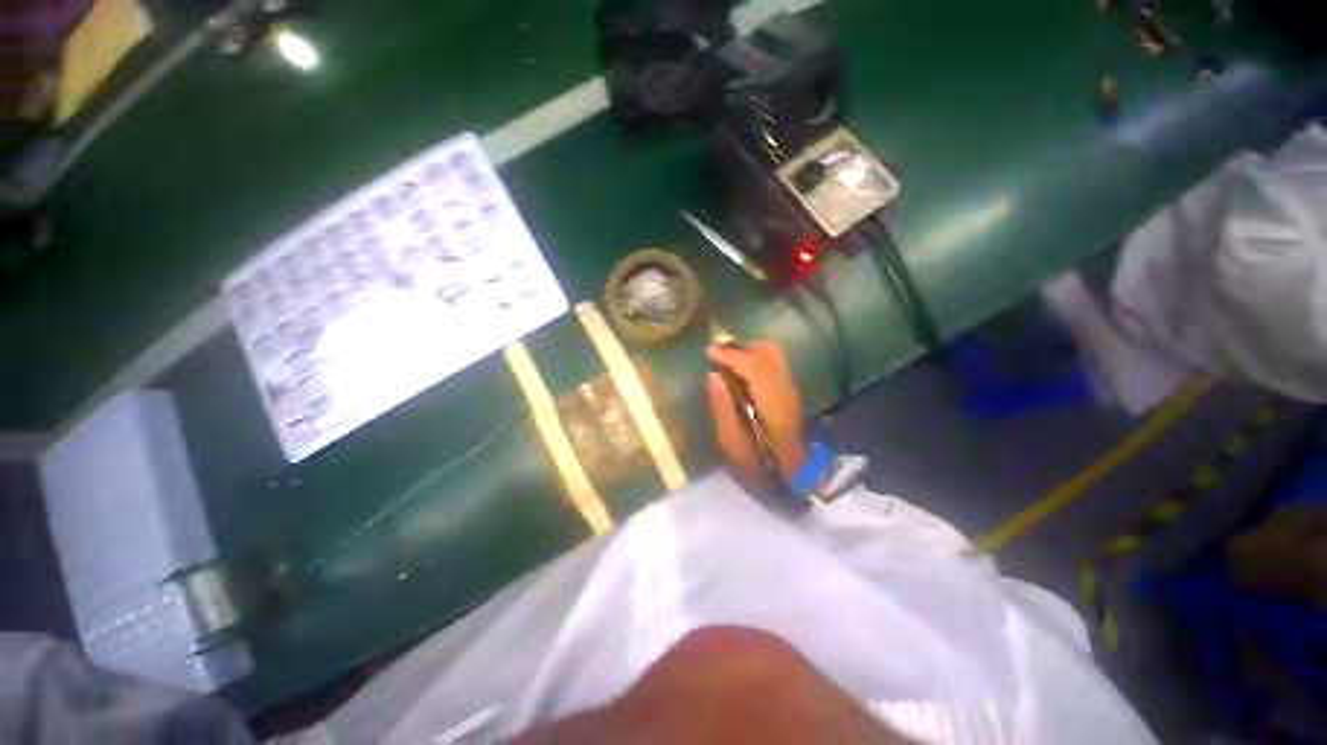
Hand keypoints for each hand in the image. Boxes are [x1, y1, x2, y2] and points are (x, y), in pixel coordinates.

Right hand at [705, 341, 806, 489]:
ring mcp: (791, 390)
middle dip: (739, 347)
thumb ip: (721, 408)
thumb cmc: (758, 468)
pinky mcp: (790, 392)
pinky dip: (754, 358)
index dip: (731, 354)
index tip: (708, 352)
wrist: (795, 481)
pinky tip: (740, 369)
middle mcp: (785, 390)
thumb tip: (712, 375)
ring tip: (725, 360)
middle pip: (767, 352)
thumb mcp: (731, 444)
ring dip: (747, 350)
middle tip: (715, 353)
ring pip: (772, 354)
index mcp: (772, 404)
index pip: (754, 365)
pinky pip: (773, 362)